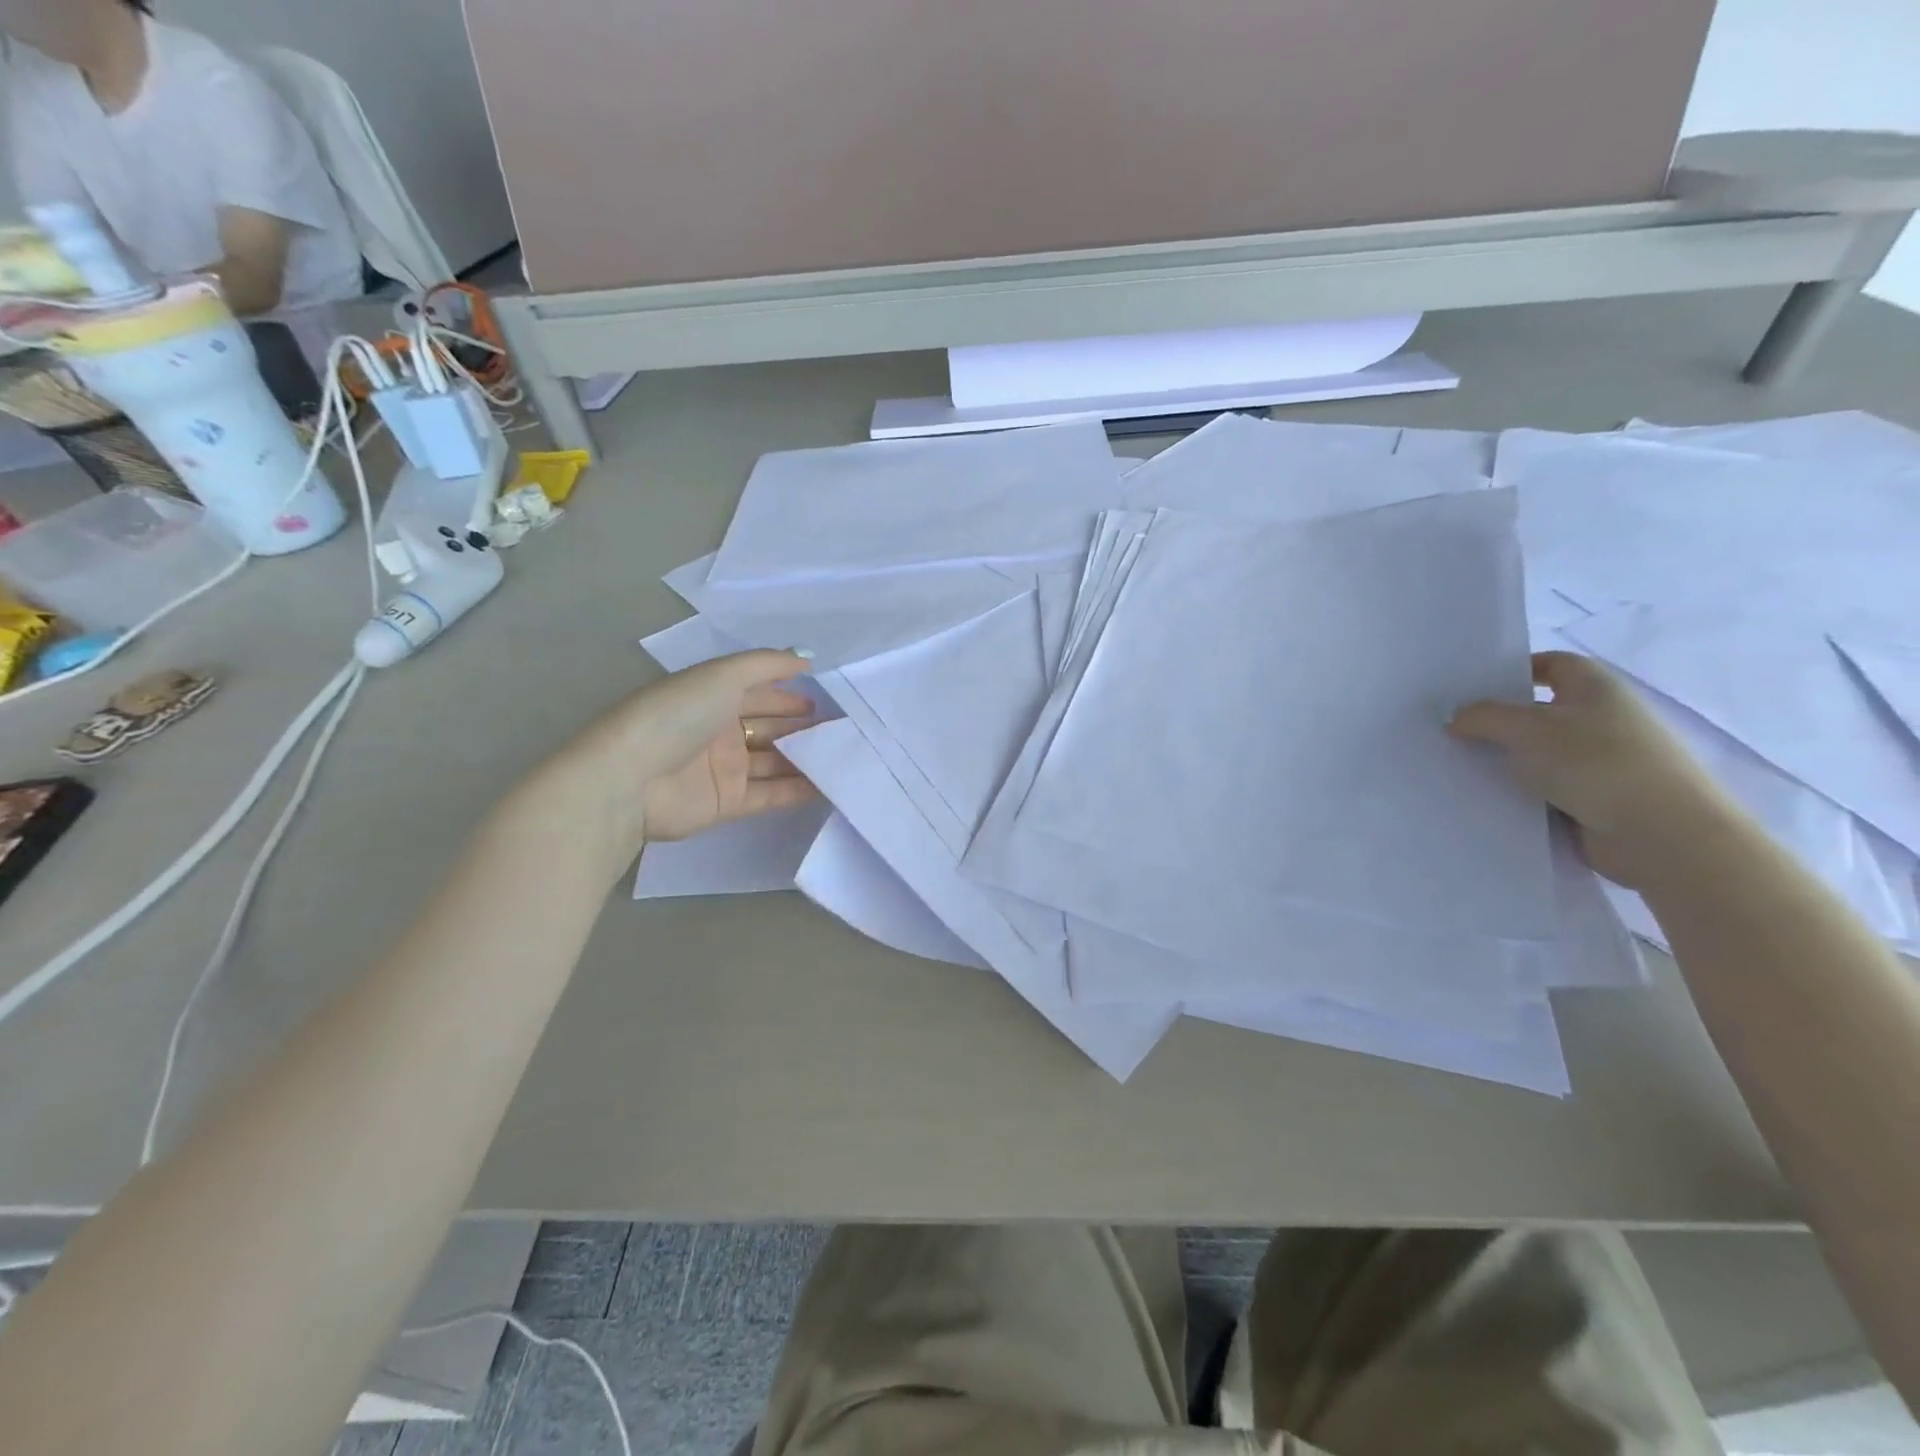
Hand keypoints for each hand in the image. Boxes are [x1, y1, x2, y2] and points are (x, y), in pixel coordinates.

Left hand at [537, 650, 818, 873]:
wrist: (630, 780)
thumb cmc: (676, 716)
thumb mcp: (722, 674)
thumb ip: (767, 664)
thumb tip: (807, 656)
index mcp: (712, 696)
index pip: (759, 693)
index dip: (790, 694)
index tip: (828, 701)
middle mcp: (718, 731)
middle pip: (769, 727)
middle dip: (803, 727)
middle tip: (842, 731)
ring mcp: (723, 769)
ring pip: (773, 761)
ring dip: (804, 759)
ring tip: (843, 757)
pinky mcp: (726, 803)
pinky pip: (769, 794)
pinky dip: (796, 790)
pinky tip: (827, 786)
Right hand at [1449, 651, 1738, 886]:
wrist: (1662, 835)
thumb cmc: (1595, 763)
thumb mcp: (1525, 729)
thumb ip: (1482, 716)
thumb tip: (1456, 717)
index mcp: (1595, 687)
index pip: (1550, 664)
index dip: (1512, 671)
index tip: (1470, 690)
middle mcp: (1602, 717)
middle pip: (1538, 710)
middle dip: (1497, 719)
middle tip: (1450, 729)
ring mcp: (1602, 759)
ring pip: (1538, 751)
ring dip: (1505, 758)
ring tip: (1458, 764)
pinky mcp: (1596, 796)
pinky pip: (1546, 785)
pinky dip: (1520, 789)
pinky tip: (1486, 796)